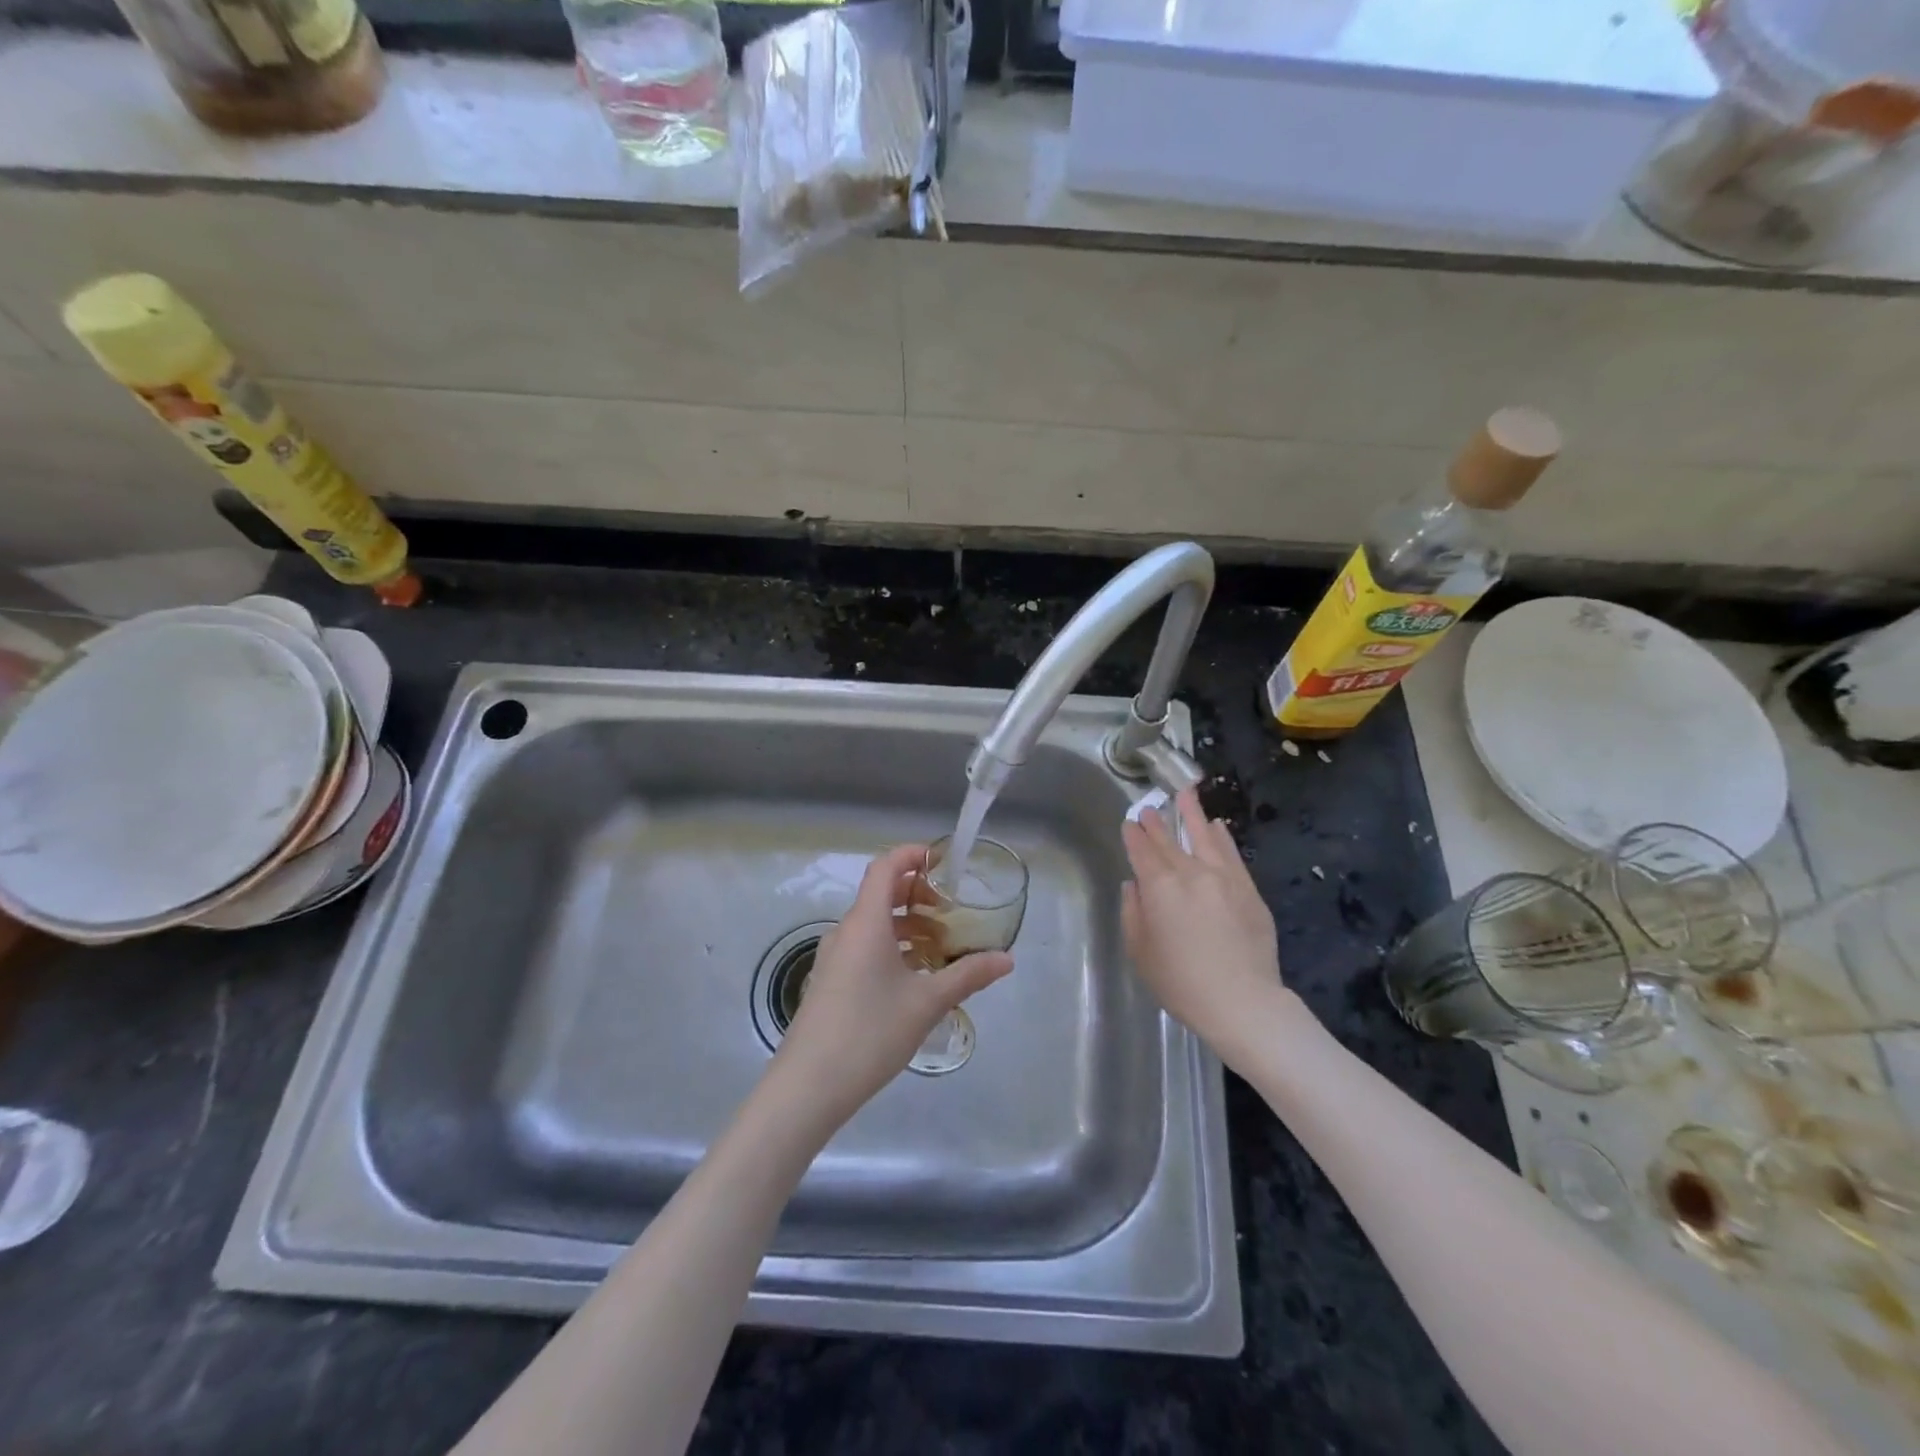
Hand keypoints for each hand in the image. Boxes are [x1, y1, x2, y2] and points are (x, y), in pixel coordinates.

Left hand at [771, 844, 1013, 1132]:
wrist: (809, 1086)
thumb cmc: (870, 1032)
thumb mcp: (927, 1003)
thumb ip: (968, 975)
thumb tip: (1007, 959)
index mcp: (866, 922)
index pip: (885, 867)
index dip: (911, 855)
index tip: (942, 860)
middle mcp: (846, 931)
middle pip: (881, 894)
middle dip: (917, 895)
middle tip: (951, 912)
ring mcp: (834, 957)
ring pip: (874, 925)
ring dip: (907, 926)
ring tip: (941, 948)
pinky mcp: (830, 982)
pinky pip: (865, 948)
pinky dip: (892, 948)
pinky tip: (915, 978)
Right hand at [1121, 787, 1282, 1057]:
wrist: (1243, 1002)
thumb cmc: (1181, 983)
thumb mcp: (1141, 952)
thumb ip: (1133, 913)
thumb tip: (1134, 886)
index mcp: (1159, 887)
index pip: (1142, 851)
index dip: (1133, 835)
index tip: (1129, 822)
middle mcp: (1190, 873)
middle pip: (1169, 841)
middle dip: (1156, 823)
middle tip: (1149, 807)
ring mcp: (1223, 878)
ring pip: (1204, 836)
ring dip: (1192, 814)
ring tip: (1185, 793)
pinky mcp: (1248, 890)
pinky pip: (1232, 854)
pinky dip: (1222, 837)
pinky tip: (1218, 826)